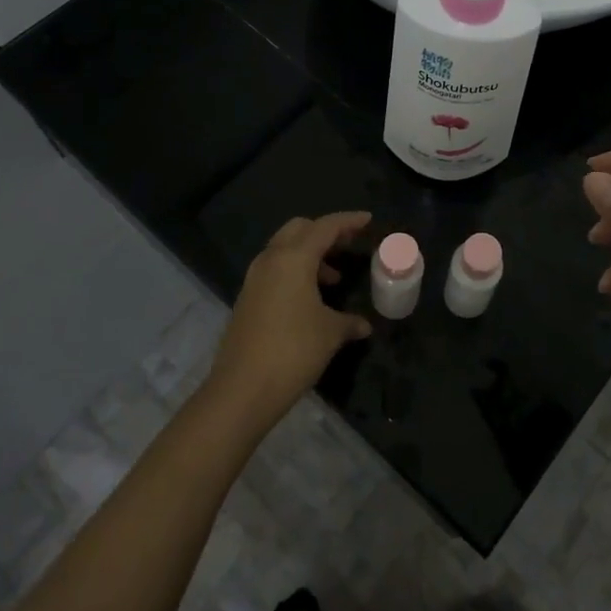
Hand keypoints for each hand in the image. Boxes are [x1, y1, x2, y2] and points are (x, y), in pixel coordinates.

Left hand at [208, 212, 374, 427]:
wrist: (242, 390)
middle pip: (299, 229)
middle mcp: (271, 260)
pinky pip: (275, 270)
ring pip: (284, 249)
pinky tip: (310, 299)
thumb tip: (363, 325)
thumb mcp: (330, 333)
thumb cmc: (293, 351)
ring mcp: (254, 279)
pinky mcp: (247, 299)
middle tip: (348, 244)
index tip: (368, 220)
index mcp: (293, 258)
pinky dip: (295, 271)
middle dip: (325, 232)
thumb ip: (349, 322)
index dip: (348, 221)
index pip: (325, 227)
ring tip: (334, 278)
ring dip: (310, 254)